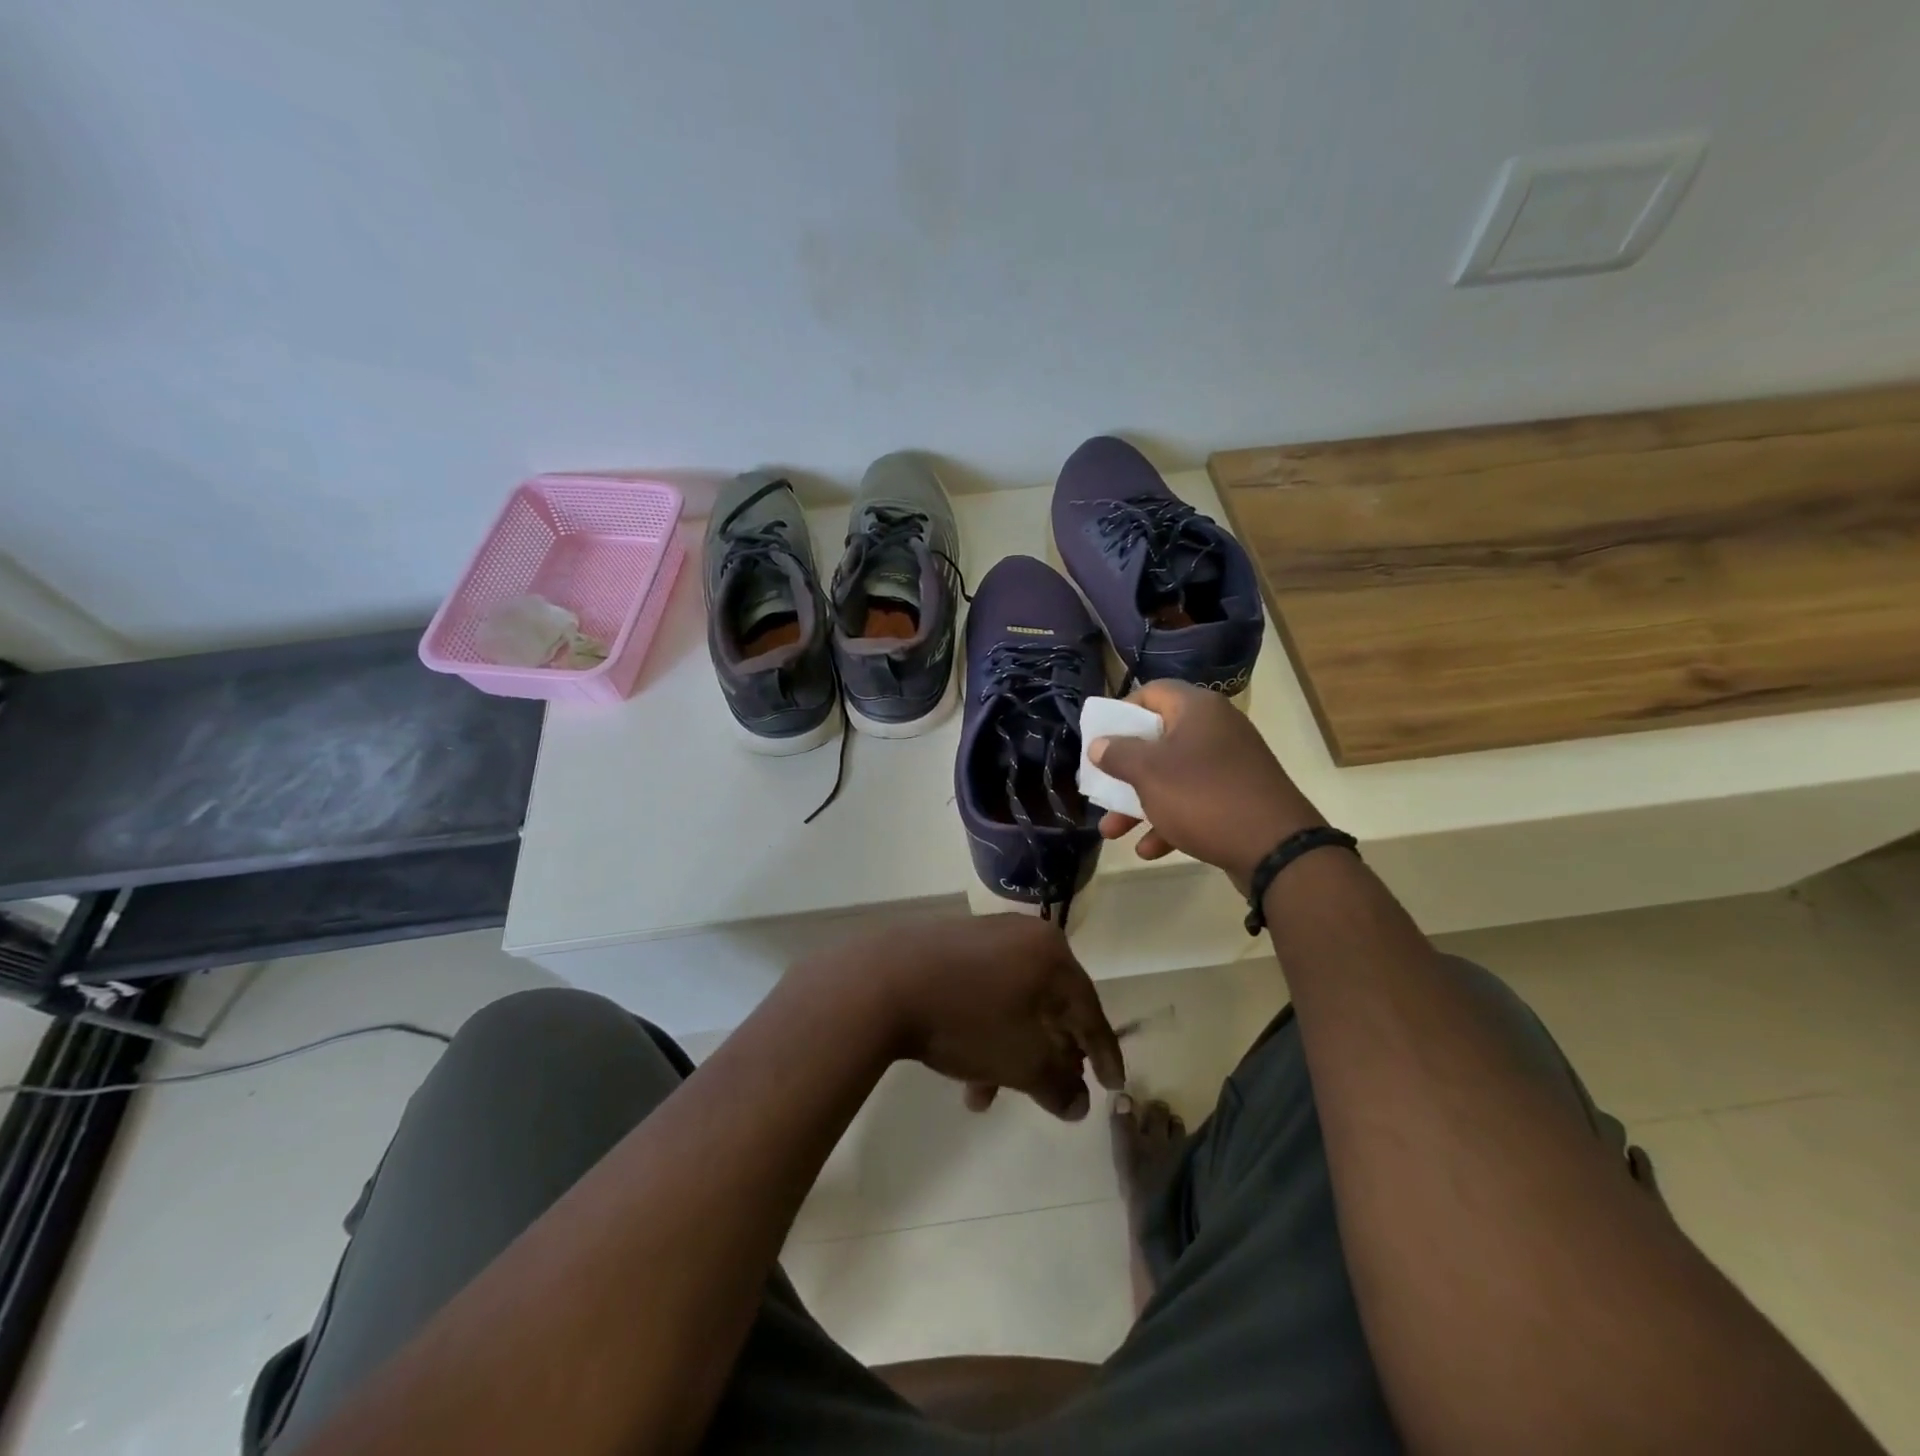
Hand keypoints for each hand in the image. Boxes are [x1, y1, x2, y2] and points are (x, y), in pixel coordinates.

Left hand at [804, 917, 1123, 1120]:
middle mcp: (1022, 936)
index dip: (1104, 1053)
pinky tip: (963, 1066)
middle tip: (1052, 1090)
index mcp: (1051, 954)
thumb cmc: (966, 1019)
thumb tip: (1079, 1105)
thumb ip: (1058, 1085)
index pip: (1089, 1010)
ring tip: (985, 1097)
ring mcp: (982, 935)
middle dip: (1047, 1057)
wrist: (881, 982)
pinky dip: (983, 1030)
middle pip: (1049, 1006)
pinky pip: (982, 992)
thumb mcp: (1021, 1061)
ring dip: (1007, 1053)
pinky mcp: (949, 944)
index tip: (1113, 1086)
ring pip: (1011, 1003)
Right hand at [1089, 681, 1324, 890]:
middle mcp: (1216, 730)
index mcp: (1197, 709)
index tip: (1101, 739)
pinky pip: (1194, 802)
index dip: (1121, 712)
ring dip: (1139, 803)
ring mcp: (1230, 765)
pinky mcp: (1238, 798)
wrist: (1276, 848)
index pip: (1152, 692)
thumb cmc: (1203, 797)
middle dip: (1124, 770)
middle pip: (1158, 740)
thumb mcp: (1149, 773)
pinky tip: (1149, 849)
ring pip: (1172, 776)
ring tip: (1112, 832)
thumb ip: (1118, 754)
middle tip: (1101, 788)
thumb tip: (1099, 744)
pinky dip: (1170, 821)